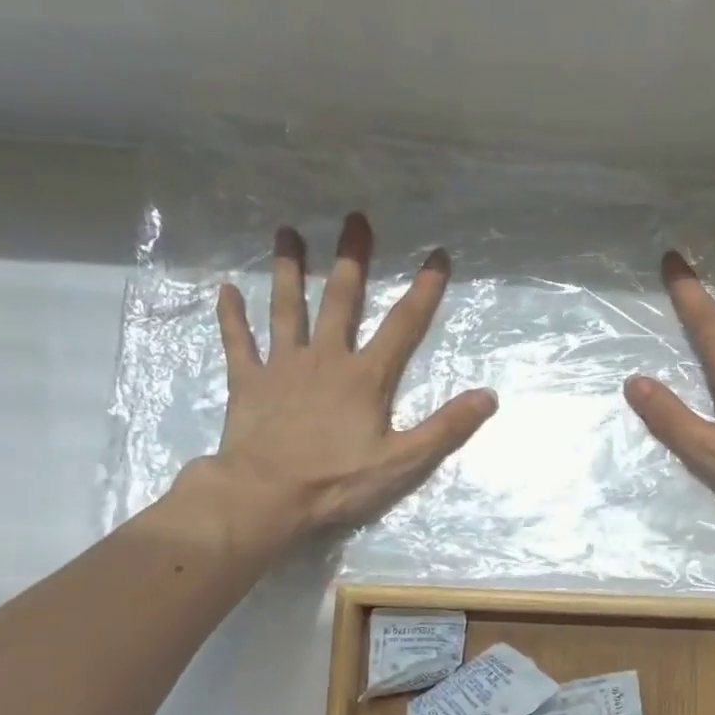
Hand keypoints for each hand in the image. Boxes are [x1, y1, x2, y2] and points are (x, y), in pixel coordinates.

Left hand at [173, 212, 496, 557]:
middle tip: (355, 218)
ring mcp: (283, 367)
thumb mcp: (403, 462)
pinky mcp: (248, 382)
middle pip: (341, 299)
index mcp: (366, 377)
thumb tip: (489, 396)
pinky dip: (232, 316)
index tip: (437, 255)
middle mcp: (325, 359)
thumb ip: (446, 428)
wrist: (266, 496)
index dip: (424, 291)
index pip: (403, 326)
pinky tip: (226, 290)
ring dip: (289, 270)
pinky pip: (238, 342)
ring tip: (287, 232)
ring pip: (287, 308)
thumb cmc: (337, 481)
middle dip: (352, 259)